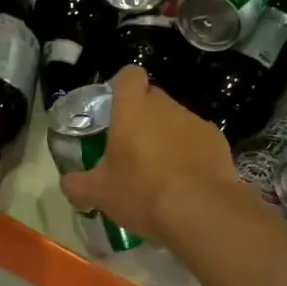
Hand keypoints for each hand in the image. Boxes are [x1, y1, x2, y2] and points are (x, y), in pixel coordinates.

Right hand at [60, 68, 236, 239]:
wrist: (200, 210)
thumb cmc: (142, 192)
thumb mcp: (99, 193)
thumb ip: (79, 184)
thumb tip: (68, 183)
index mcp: (133, 109)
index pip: (129, 76)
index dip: (123, 87)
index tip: (117, 108)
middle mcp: (166, 107)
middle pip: (153, 99)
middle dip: (143, 117)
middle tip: (133, 148)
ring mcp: (195, 122)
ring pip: (177, 120)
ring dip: (168, 137)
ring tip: (161, 172)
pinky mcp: (218, 142)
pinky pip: (198, 140)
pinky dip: (191, 153)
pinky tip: (186, 181)